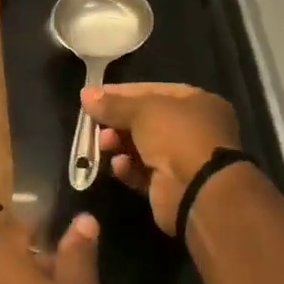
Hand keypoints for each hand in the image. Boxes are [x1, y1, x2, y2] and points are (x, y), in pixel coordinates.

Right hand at [83, 83, 240, 235]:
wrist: (198, 191)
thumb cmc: (177, 136)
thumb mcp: (142, 111)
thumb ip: (113, 103)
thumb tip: (85, 94)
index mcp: (197, 103)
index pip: (154, 91)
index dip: (122, 93)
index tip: (93, 96)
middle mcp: (193, 129)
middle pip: (146, 120)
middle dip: (117, 122)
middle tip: (93, 123)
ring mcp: (183, 159)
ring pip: (141, 148)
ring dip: (119, 144)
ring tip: (104, 144)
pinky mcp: (170, 187)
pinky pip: (142, 173)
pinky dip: (128, 168)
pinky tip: (118, 166)